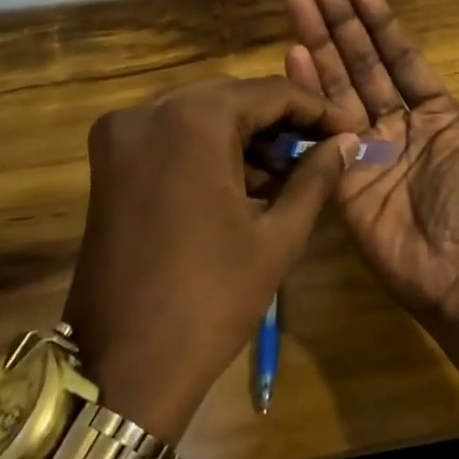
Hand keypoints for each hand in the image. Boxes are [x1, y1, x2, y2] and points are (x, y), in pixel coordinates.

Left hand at [66, 76, 352, 440]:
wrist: (124, 365)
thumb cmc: (211, 298)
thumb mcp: (277, 235)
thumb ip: (316, 176)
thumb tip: (347, 141)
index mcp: (192, 121)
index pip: (269, 93)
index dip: (316, 109)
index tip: (350, 128)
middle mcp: (149, 113)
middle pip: (232, 99)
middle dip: (281, 123)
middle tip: (322, 150)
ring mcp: (120, 137)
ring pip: (201, 117)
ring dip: (246, 138)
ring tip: (289, 176)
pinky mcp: (108, 165)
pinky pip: (172, 139)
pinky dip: (210, 152)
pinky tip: (245, 185)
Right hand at [285, 0, 458, 320]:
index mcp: (434, 113)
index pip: (401, 57)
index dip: (380, 23)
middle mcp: (395, 123)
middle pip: (361, 63)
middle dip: (339, 23)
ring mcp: (365, 147)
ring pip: (338, 86)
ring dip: (317, 45)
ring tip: (297, 5)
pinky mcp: (341, 174)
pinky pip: (322, 128)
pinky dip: (307, 92)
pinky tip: (292, 56)